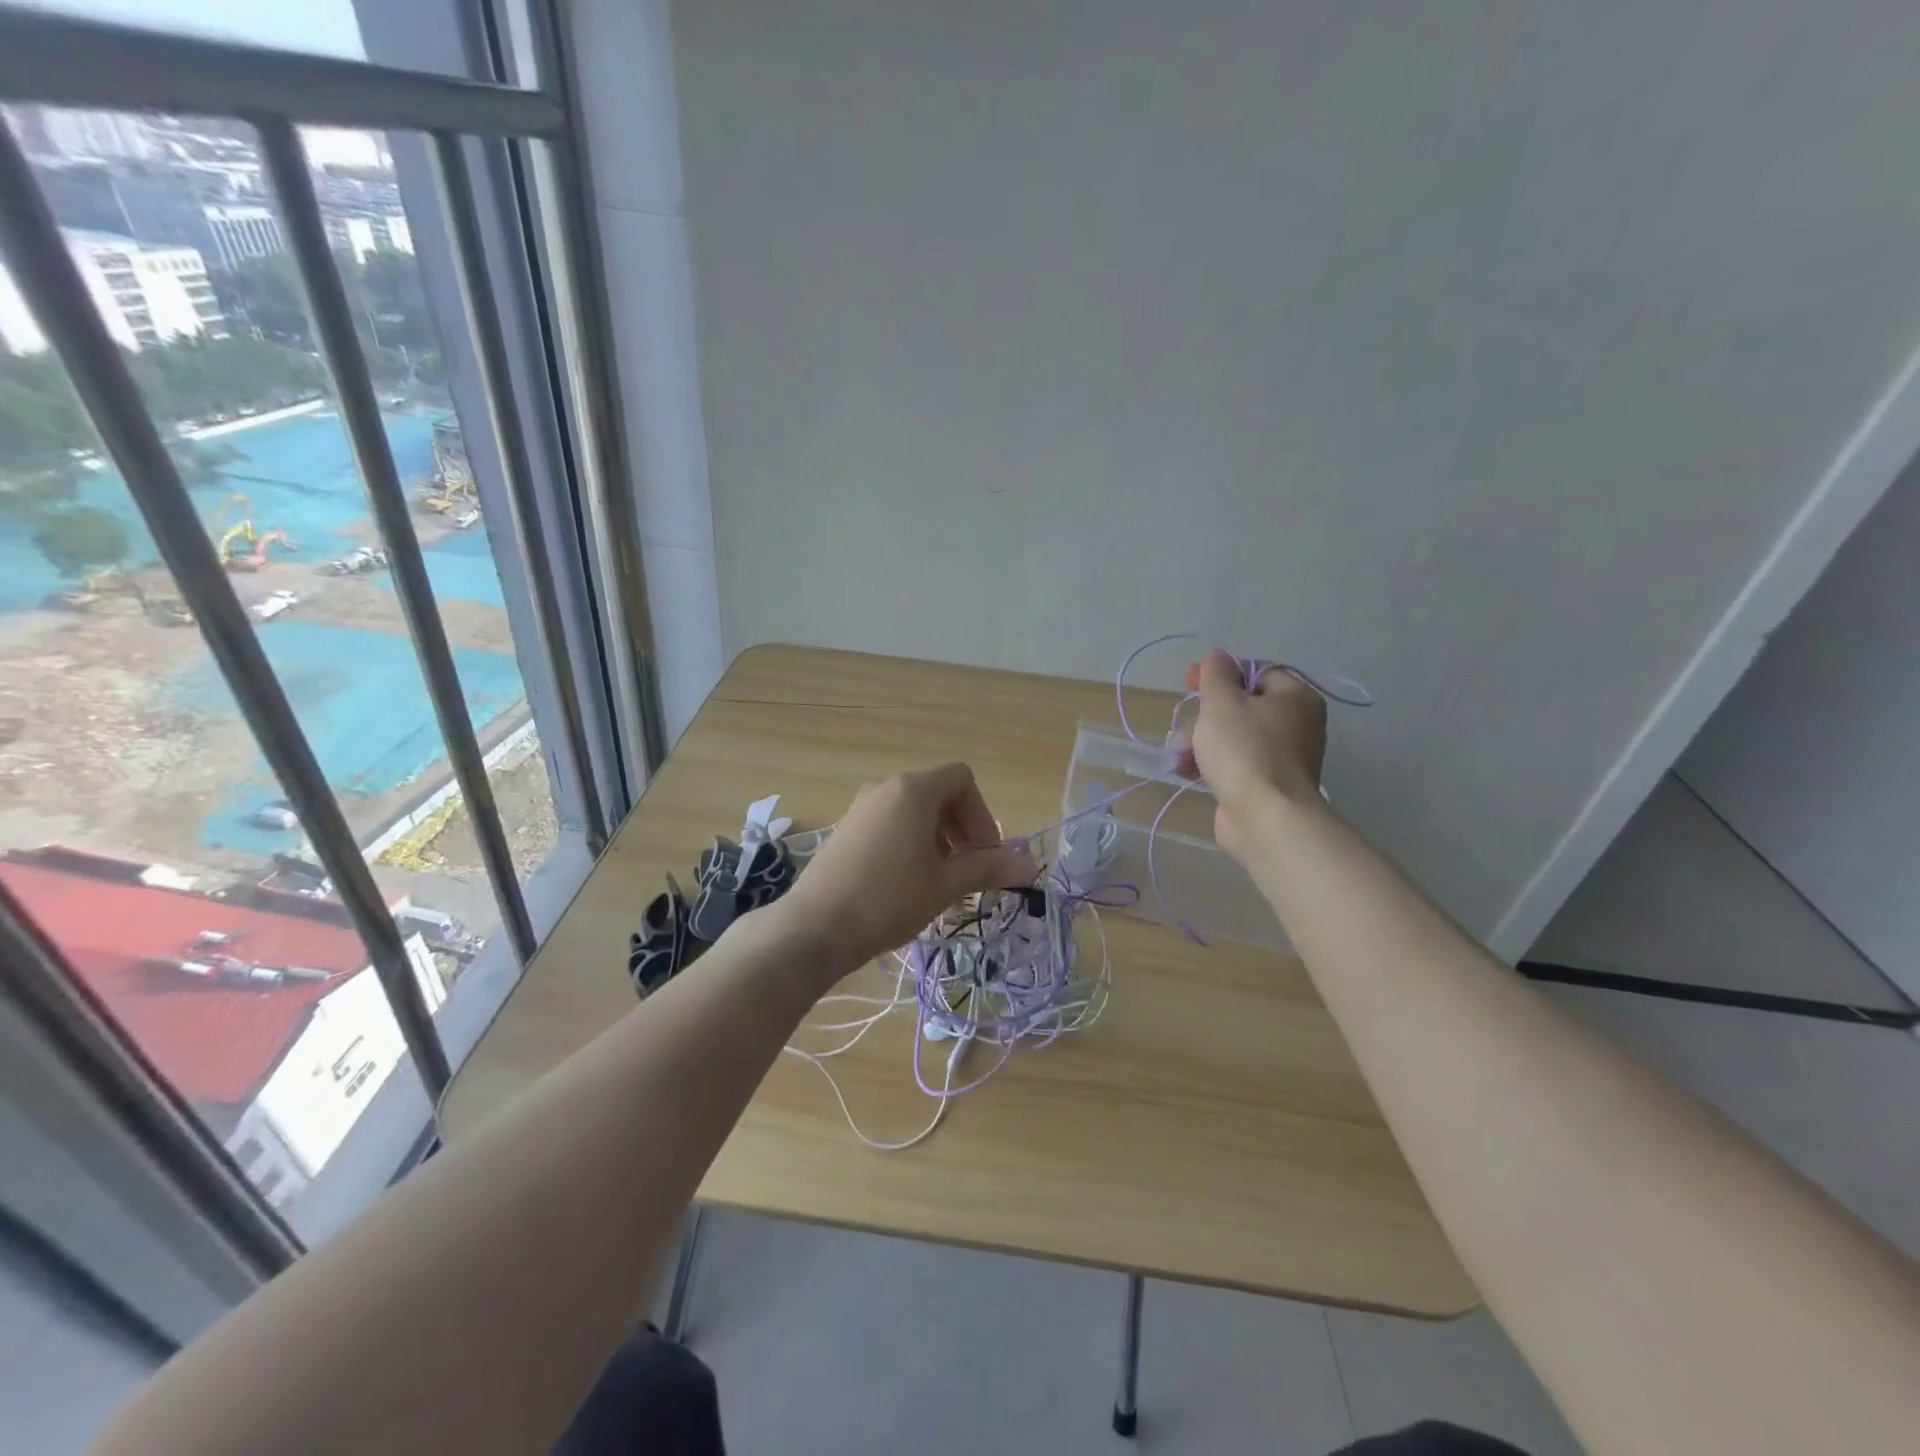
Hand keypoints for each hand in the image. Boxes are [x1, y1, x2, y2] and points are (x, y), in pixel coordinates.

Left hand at [779, 763, 1035, 970]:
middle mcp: (885, 788)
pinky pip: (890, 824)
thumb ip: (988, 868)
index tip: (985, 855)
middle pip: (939, 794)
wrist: (815, 928)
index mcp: (913, 790)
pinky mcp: (846, 829)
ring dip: (939, 840)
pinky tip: (910, 884)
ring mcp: (861, 807)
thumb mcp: (945, 884)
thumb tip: (1030, 866)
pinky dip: (911, 843)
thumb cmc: (889, 899)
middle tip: (970, 872)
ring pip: (914, 812)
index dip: (982, 815)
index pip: (962, 780)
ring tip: (942, 883)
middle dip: (963, 830)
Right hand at [1182, 648, 1327, 859]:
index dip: (1220, 674)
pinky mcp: (1266, 785)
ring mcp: (1282, 757)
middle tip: (1187, 728)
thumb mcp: (1222, 702)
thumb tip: (1218, 656)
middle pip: (1241, 706)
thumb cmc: (1245, 749)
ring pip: (1234, 736)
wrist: (1265, 816)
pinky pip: (1235, 763)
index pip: (1256, 672)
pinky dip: (1212, 764)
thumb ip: (1216, 674)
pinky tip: (1188, 771)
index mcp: (1295, 696)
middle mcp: (1297, 724)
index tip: (1189, 682)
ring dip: (1202, 741)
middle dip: (1205, 715)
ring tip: (1181, 755)